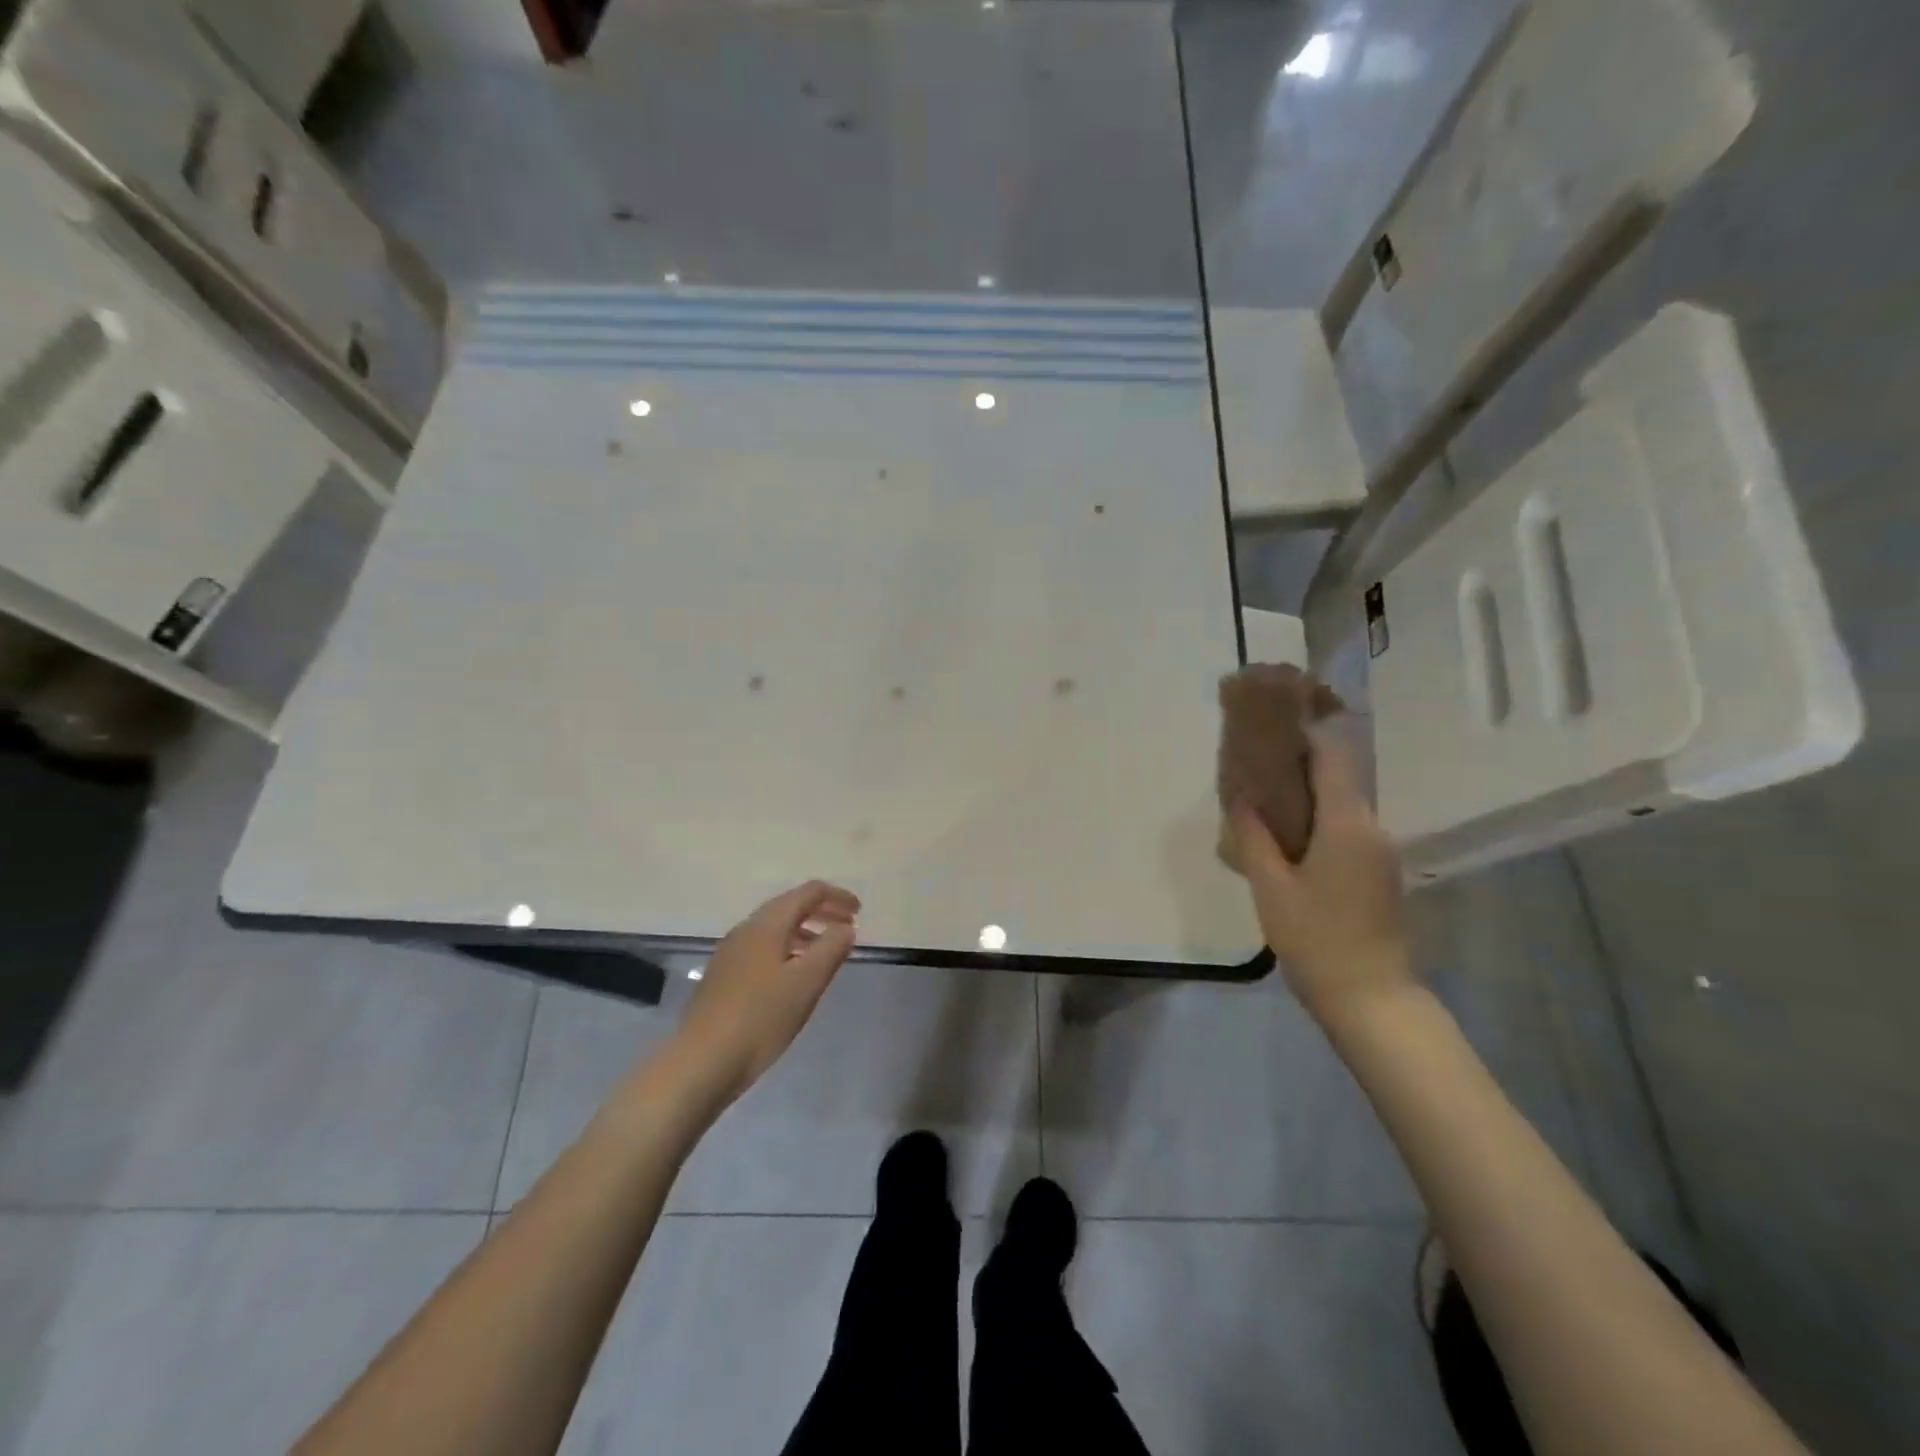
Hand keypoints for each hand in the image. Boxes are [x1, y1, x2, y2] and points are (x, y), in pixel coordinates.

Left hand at [672, 880, 860, 1105]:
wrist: (701, 1062)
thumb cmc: (761, 1017)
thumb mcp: (807, 982)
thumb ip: (831, 948)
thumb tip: (845, 927)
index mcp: (768, 923)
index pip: (808, 892)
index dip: (837, 896)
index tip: (859, 911)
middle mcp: (746, 929)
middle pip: (790, 906)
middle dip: (822, 912)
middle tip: (848, 928)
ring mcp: (731, 953)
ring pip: (775, 928)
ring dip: (805, 931)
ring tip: (827, 953)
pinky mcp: (723, 976)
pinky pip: (763, 948)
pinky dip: (788, 949)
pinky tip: (794, 977)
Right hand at [1229, 724, 1412, 1022]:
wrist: (1370, 998)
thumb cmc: (1316, 939)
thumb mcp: (1271, 887)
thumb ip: (1254, 836)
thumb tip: (1243, 797)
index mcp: (1348, 824)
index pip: (1332, 757)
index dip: (1305, 733)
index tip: (1271, 725)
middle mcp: (1373, 828)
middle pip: (1338, 778)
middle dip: (1298, 765)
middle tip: (1254, 765)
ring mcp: (1381, 852)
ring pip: (1342, 806)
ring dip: (1307, 796)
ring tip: (1263, 801)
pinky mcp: (1380, 872)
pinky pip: (1347, 830)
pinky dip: (1319, 821)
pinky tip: (1287, 838)